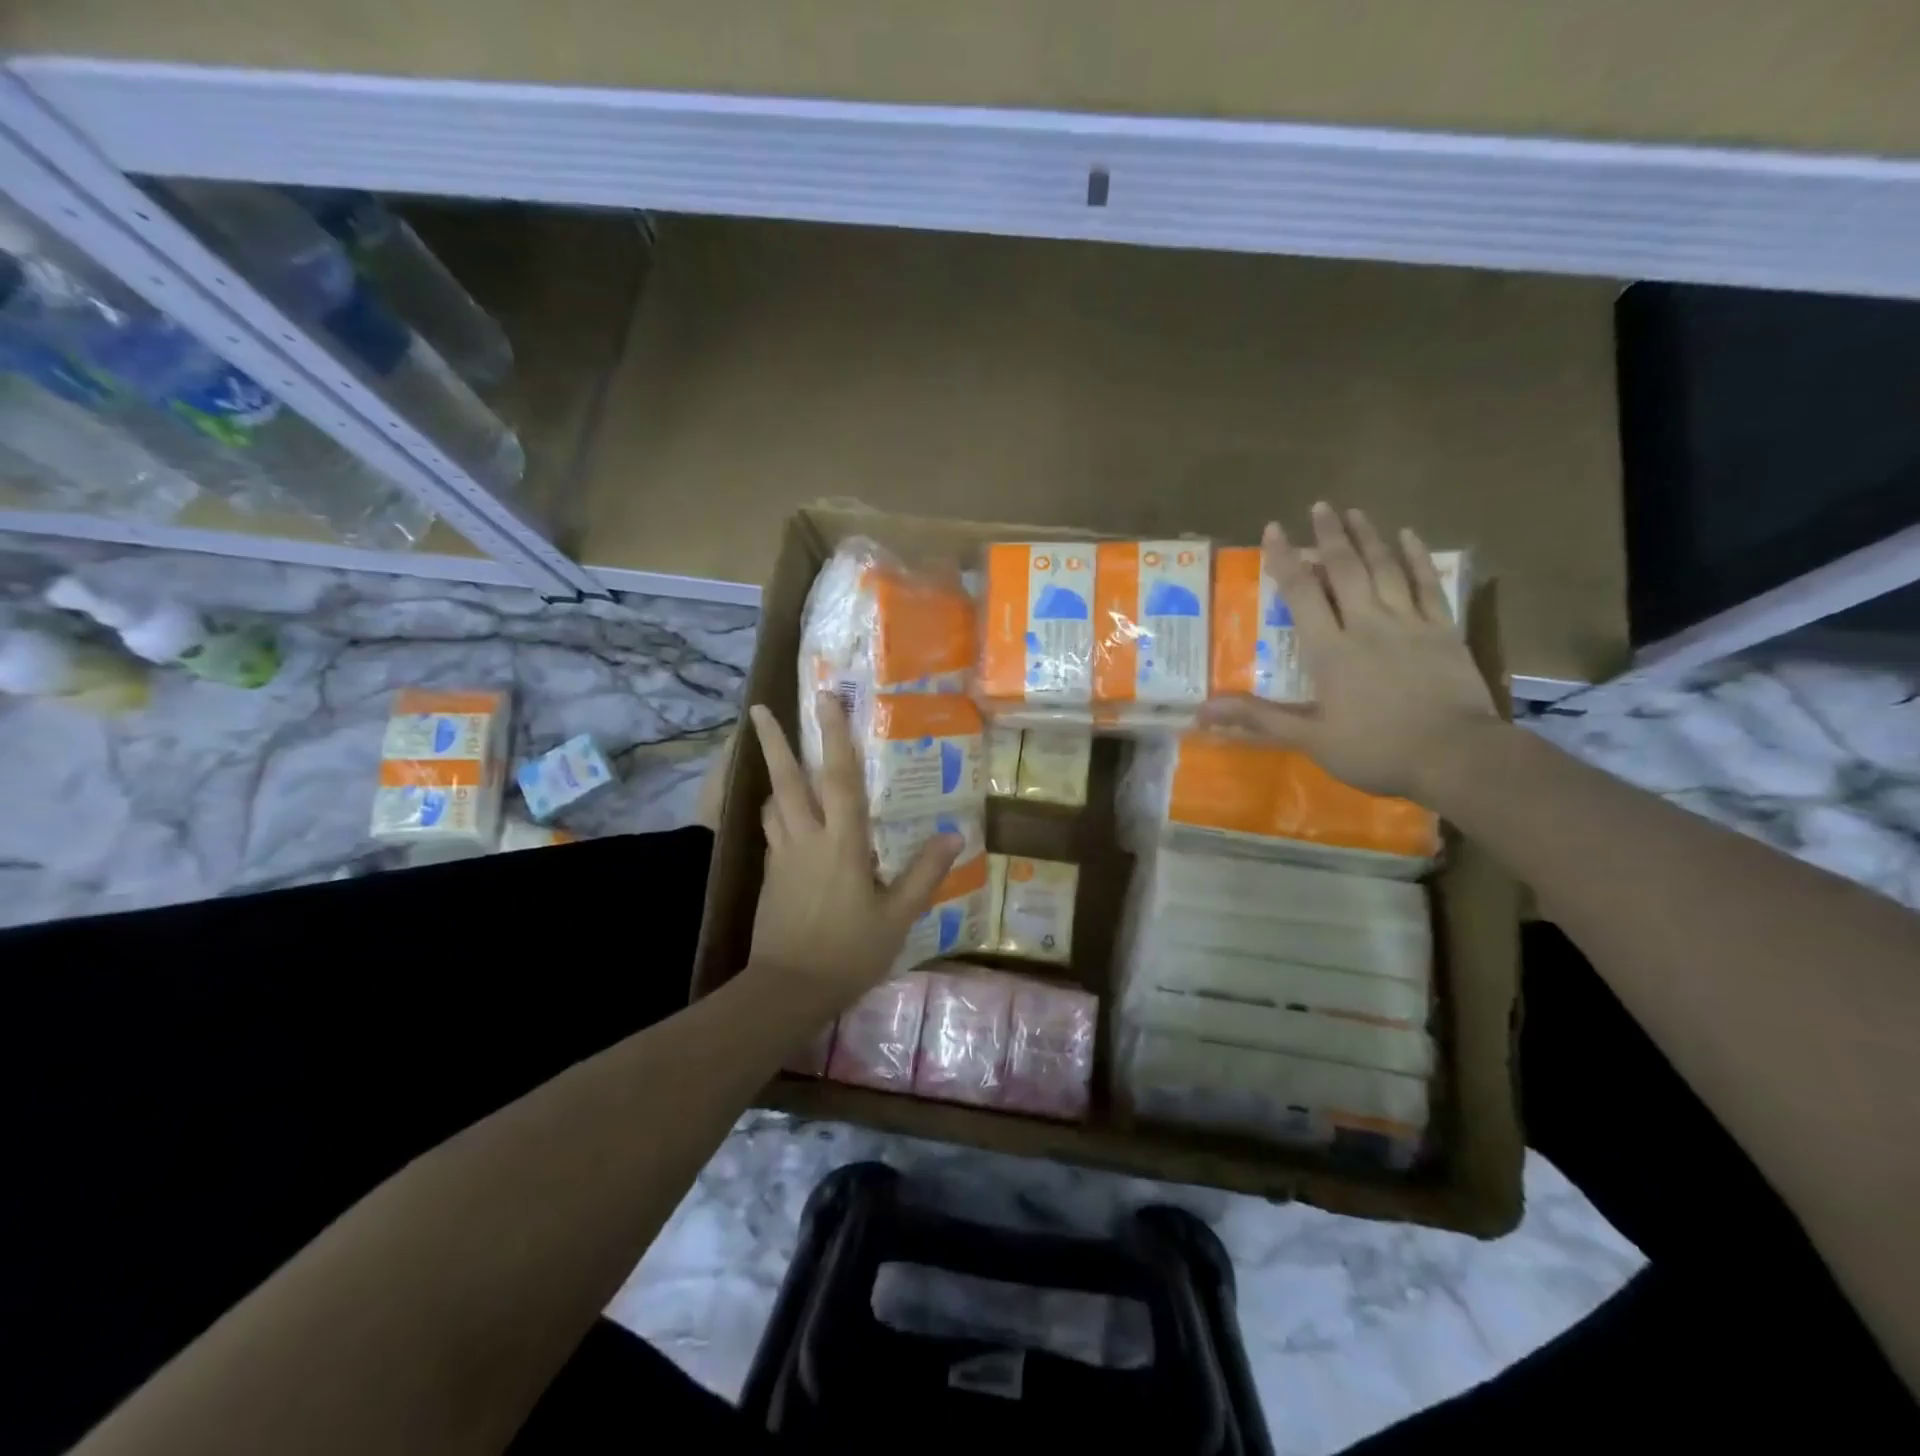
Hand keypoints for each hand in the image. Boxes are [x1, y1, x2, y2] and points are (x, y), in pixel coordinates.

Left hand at [746, 695, 960, 1005]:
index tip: (825, 698)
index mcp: (841, 842)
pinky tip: (787, 818)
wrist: (788, 988)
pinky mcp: (768, 875)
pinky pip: (772, 830)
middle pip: (787, 780)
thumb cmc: (849, 951)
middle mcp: (806, 838)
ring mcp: (782, 855)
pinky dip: (777, 812)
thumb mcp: (897, 916)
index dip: (835, 735)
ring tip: (776, 758)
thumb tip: (954, 835)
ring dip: (774, 776)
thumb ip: (924, 873)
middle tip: (758, 708)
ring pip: (773, 803)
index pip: (840, 778)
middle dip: (773, 741)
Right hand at [1197, 503, 1499, 801]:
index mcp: (1331, 651)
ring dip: (1368, 538)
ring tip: (1354, 512)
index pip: (1302, 594)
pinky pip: (1427, 584)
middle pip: (1345, 570)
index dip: (1285, 560)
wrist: (1456, 756)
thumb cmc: (1376, 750)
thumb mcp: (1310, 739)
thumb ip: (1258, 718)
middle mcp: (1367, 625)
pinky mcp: (1443, 630)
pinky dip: (1417, 558)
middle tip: (1319, 506)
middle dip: (1329, 536)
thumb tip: (1202, 711)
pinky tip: (1408, 536)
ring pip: (1385, 569)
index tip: (1273, 530)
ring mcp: (1409, 623)